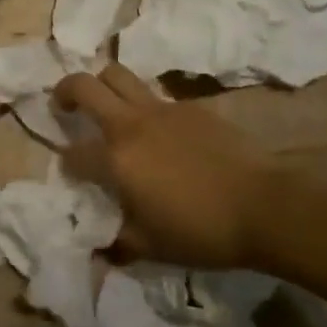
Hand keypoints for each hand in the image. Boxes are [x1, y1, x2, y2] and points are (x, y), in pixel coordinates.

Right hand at [54, 64, 276, 268]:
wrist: (263, 206)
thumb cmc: (201, 231)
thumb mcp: (152, 247)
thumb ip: (118, 242)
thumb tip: (98, 250)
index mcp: (117, 158)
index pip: (74, 152)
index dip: (66, 162)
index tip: (70, 171)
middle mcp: (132, 124)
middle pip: (86, 85)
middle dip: (66, 91)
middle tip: (64, 106)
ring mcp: (163, 109)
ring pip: (119, 76)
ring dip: (103, 85)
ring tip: (106, 106)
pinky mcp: (190, 107)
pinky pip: (156, 95)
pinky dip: (144, 106)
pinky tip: (159, 132)